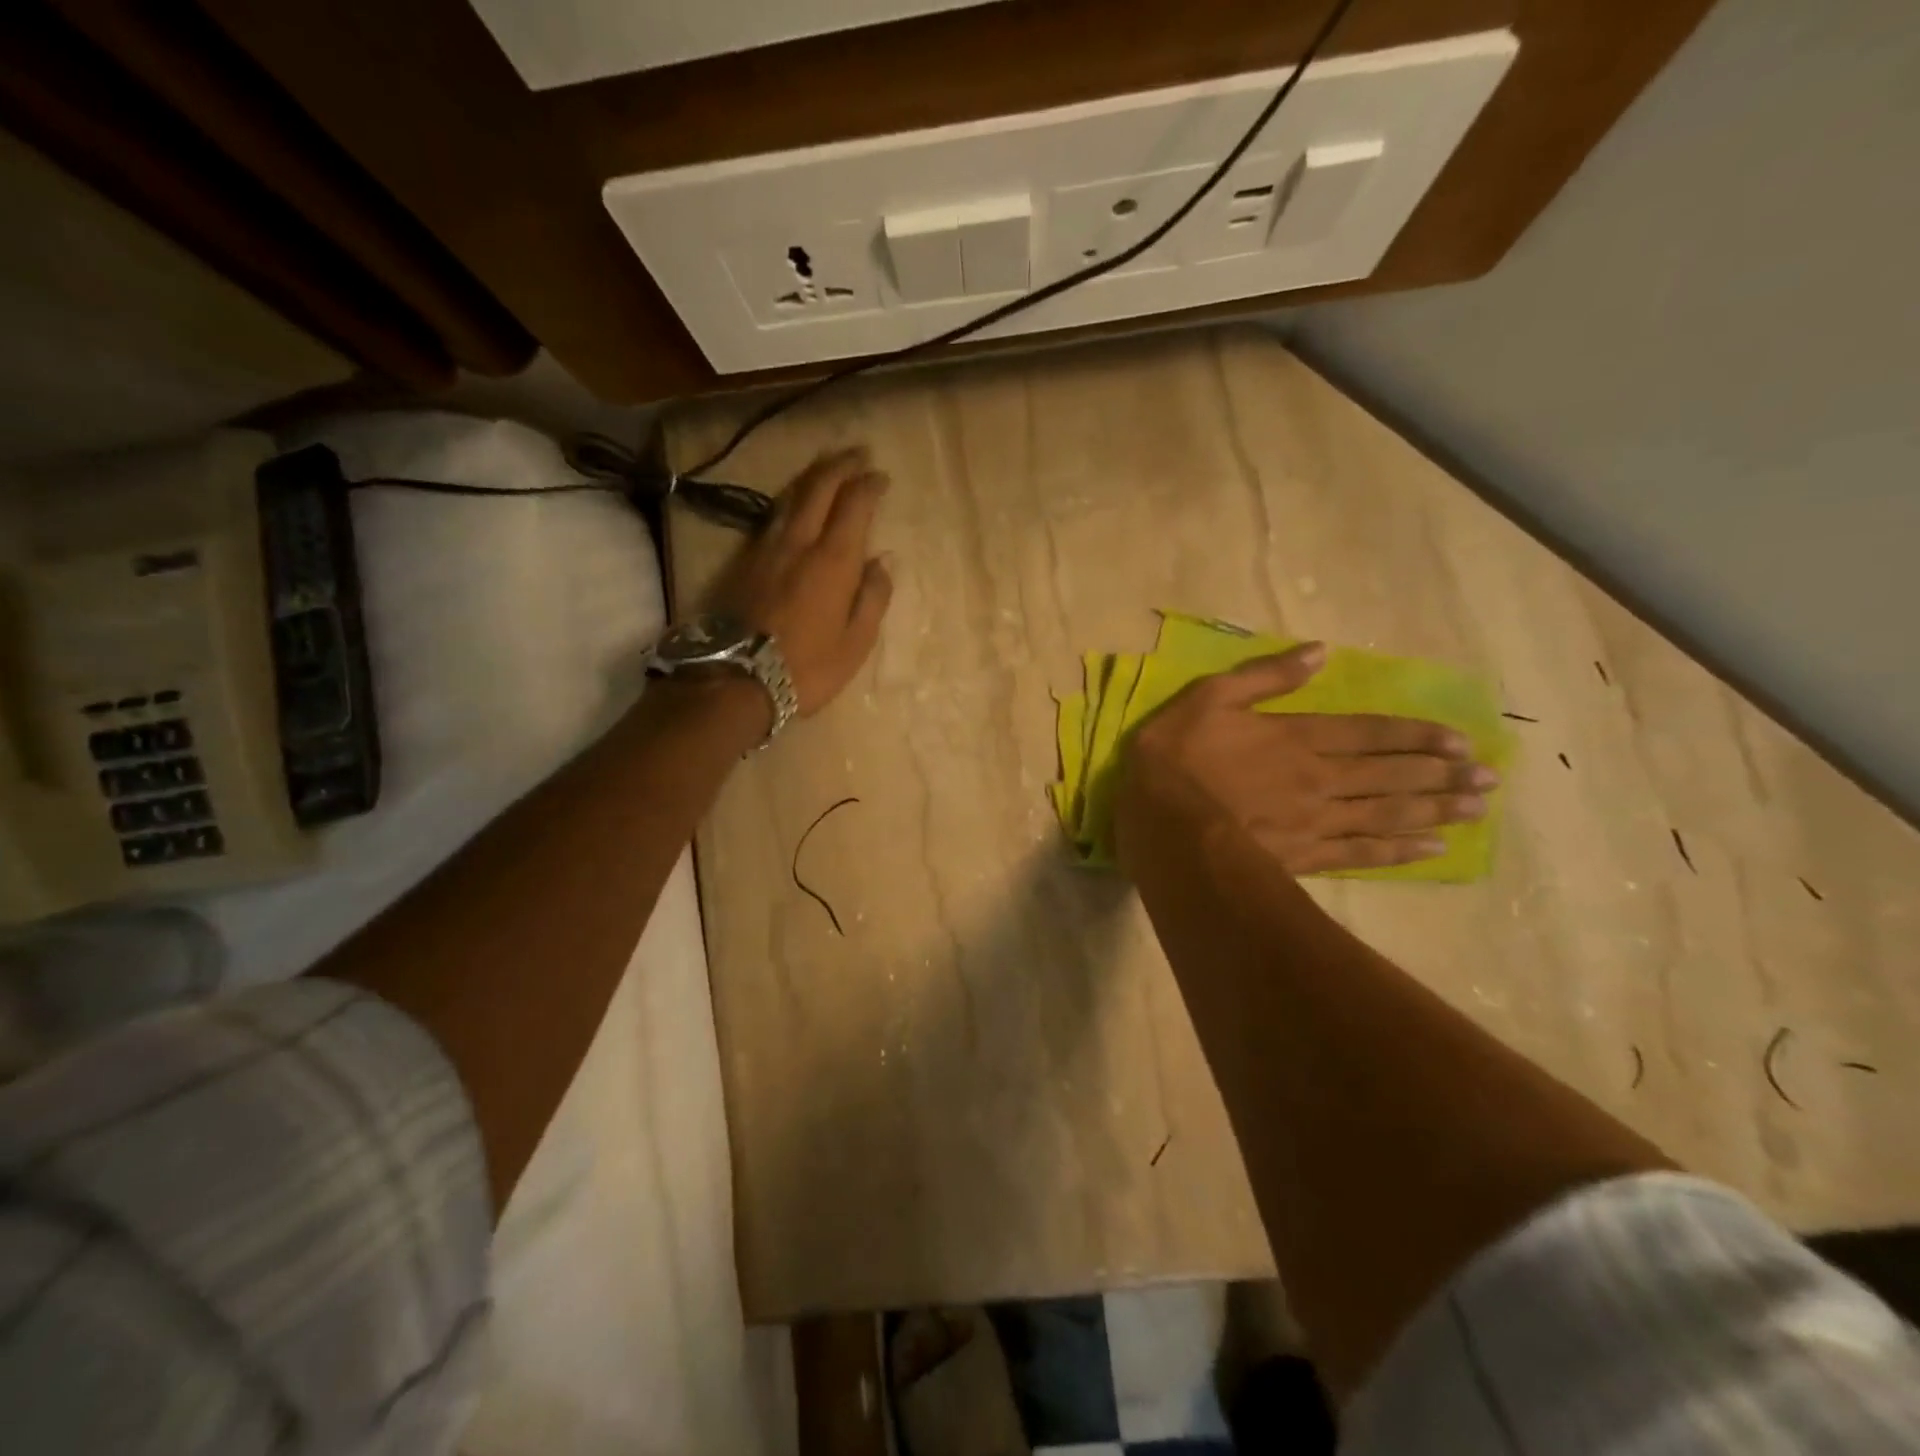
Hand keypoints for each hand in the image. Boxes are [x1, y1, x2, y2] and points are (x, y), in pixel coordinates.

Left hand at [710, 447, 893, 715]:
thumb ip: (872, 598)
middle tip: (857, 454)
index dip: (868, 485)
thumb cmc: (806, 668)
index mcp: (833, 561)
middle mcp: (799, 543)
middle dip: (840, 466)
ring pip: (791, 497)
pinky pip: (772, 517)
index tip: (880, 475)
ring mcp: (766, 548)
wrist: (735, 680)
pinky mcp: (743, 561)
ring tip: (828, 469)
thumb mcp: (855, 643)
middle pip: (819, 488)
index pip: (854, 505)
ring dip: (813, 477)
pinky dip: (790, 501)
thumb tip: (881, 562)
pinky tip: (794, 505)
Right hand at [1116, 643, 1496, 874]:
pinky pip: (1363, 854)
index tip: (1460, 741)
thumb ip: (1264, 676)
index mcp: (1297, 737)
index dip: (1416, 736)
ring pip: (1387, 813)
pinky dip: (1400, 851)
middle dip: (1441, 774)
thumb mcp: (1208, 698)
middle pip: (1390, 774)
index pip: (1369, 733)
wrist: (1164, 826)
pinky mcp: (1305, 857)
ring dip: (1435, 809)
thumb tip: (1319, 652)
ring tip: (1477, 808)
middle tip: (1489, 777)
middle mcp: (1320, 778)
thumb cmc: (1176, 758)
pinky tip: (1434, 849)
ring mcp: (1316, 821)